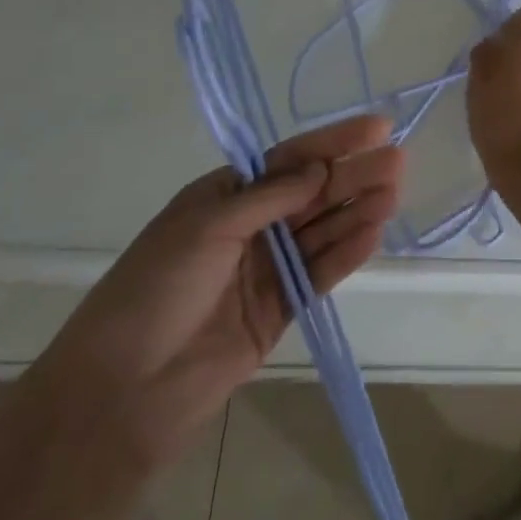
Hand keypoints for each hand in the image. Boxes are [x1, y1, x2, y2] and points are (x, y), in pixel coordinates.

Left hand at [28, 115, 402, 467]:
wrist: (123, 391)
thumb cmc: (156, 289)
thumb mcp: (207, 227)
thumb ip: (269, 197)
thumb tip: (320, 169)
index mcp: (225, 195)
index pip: (289, 159)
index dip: (332, 142)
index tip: (376, 128)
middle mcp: (251, 225)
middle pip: (312, 193)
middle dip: (353, 175)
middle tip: (398, 161)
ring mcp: (267, 269)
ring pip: (322, 231)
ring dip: (357, 210)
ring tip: (394, 193)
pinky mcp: (280, 310)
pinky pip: (320, 274)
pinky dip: (346, 254)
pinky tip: (374, 234)